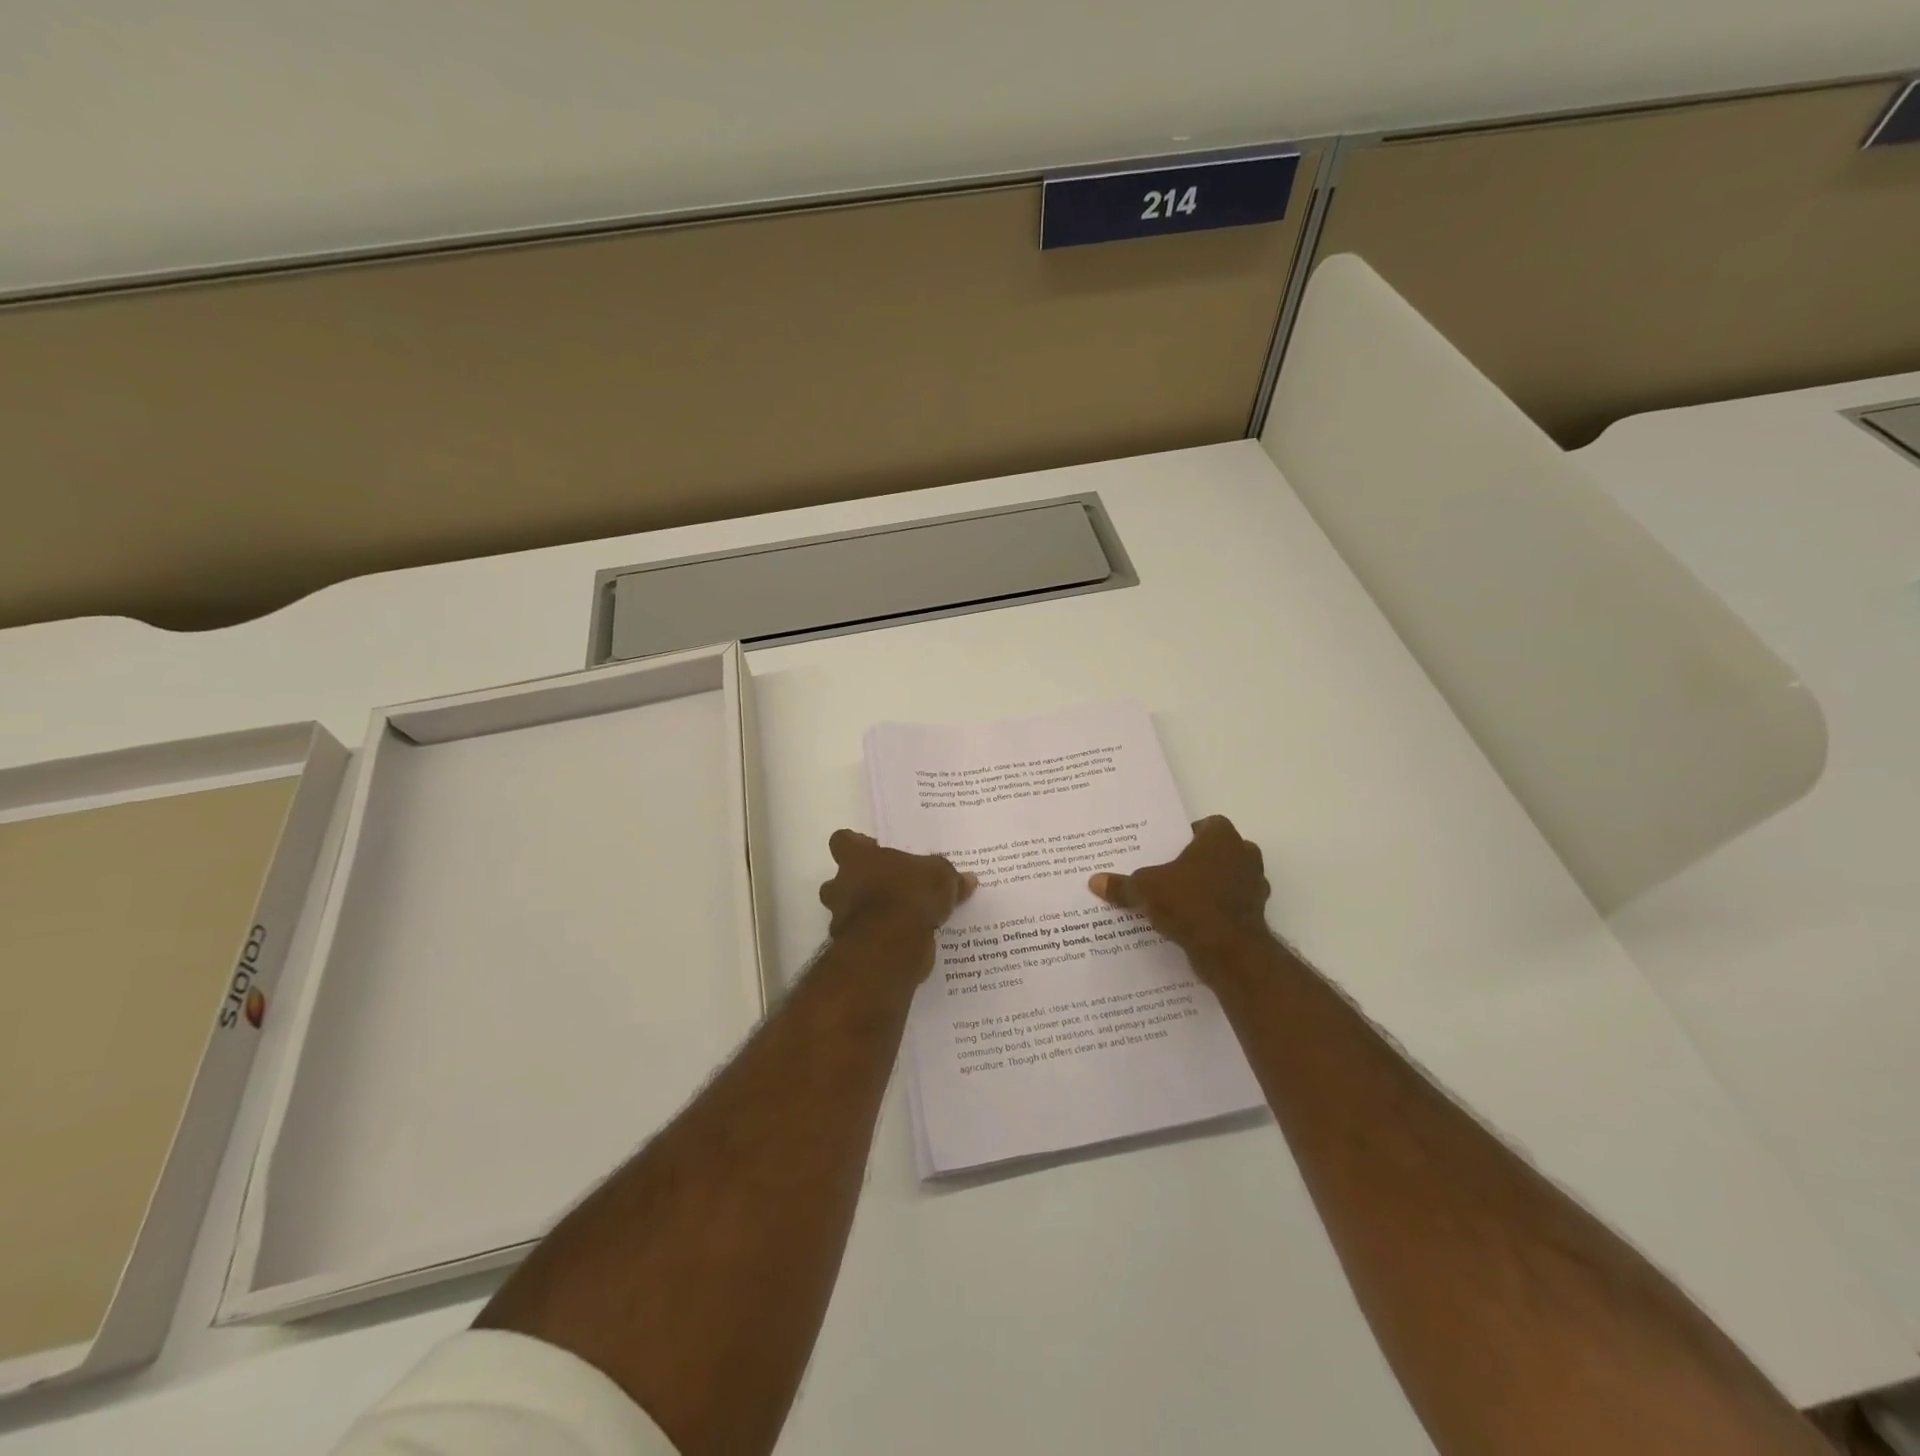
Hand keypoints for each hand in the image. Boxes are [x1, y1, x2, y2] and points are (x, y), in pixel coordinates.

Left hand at [818, 830, 975, 975]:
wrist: (891, 945)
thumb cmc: (909, 894)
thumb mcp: (941, 877)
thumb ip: (949, 876)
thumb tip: (968, 879)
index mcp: (857, 858)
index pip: (842, 841)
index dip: (856, 845)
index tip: (874, 850)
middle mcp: (841, 885)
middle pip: (838, 880)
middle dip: (856, 886)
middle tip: (886, 888)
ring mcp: (841, 918)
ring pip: (847, 911)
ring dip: (866, 914)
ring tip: (898, 918)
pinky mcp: (850, 948)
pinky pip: (863, 938)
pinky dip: (877, 939)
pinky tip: (901, 941)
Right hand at [1088, 816, 1271, 970]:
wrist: (1230, 951)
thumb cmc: (1189, 903)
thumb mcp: (1145, 890)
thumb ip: (1122, 885)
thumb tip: (1094, 881)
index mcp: (1222, 838)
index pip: (1208, 825)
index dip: (1189, 835)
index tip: (1169, 849)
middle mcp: (1245, 856)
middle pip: (1221, 851)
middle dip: (1200, 861)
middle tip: (1171, 872)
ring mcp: (1255, 887)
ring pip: (1229, 879)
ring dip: (1211, 886)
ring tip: (1180, 899)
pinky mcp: (1257, 915)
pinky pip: (1232, 906)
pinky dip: (1218, 911)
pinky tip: (1193, 923)